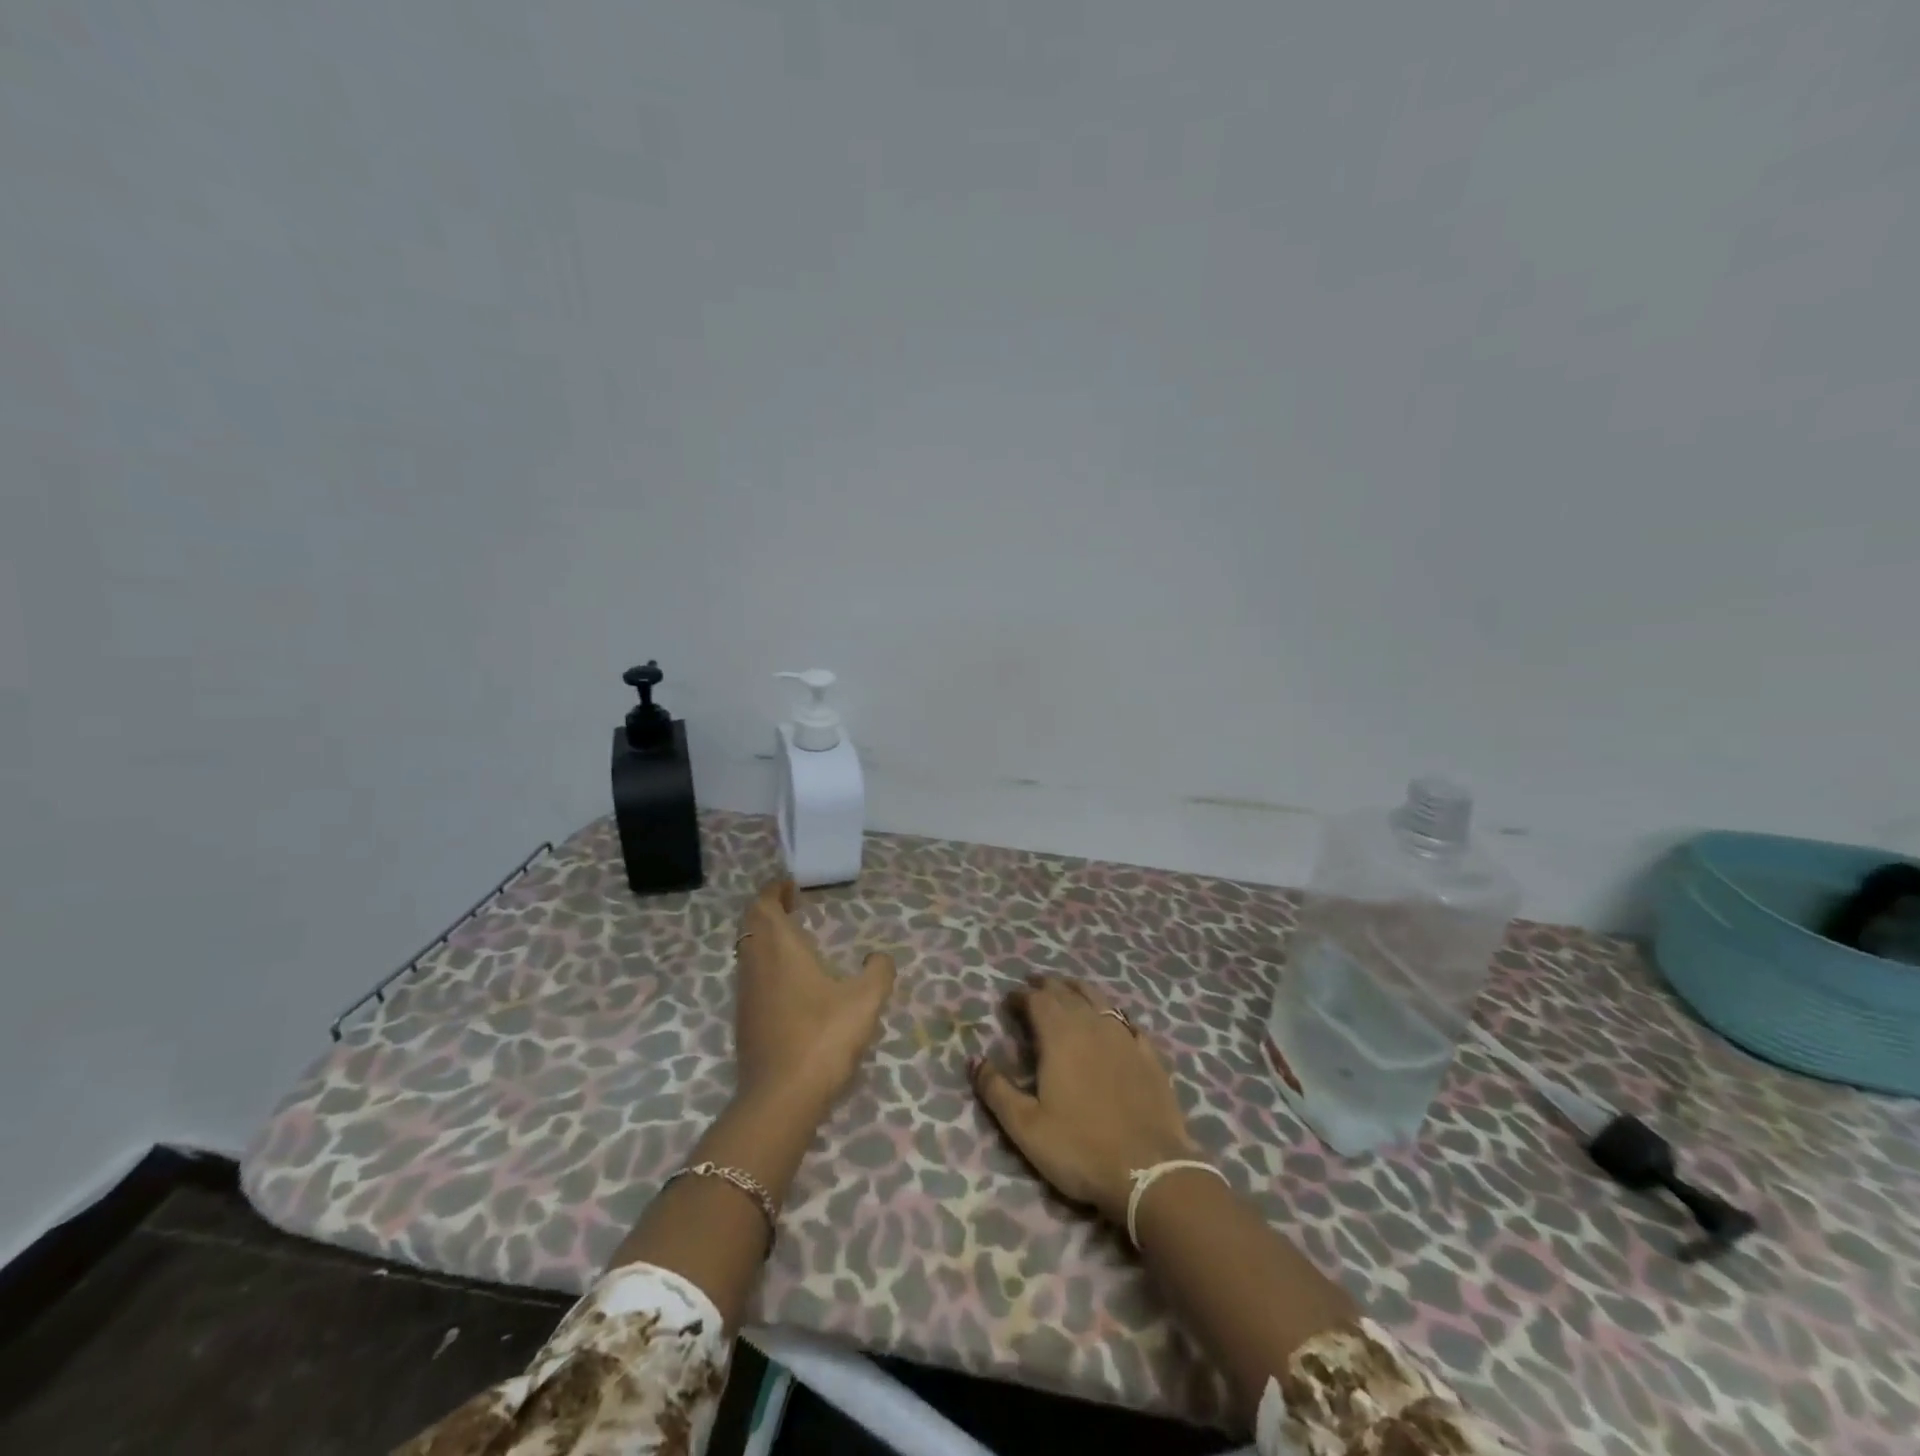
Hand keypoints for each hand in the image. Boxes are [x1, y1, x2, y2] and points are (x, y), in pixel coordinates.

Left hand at [733, 879, 895, 1112]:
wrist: (780, 1099)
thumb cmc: (823, 1037)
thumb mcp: (865, 1000)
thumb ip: (878, 972)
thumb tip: (879, 957)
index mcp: (779, 948)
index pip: (763, 905)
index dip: (774, 891)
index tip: (791, 885)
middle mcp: (755, 964)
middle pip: (751, 925)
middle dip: (769, 910)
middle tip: (792, 906)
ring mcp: (746, 995)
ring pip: (748, 952)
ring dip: (765, 938)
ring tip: (794, 939)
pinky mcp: (745, 1022)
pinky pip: (751, 977)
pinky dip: (765, 964)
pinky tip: (790, 982)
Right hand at [971, 975, 1197, 1225]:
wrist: (1150, 1172)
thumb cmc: (1080, 1148)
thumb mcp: (1026, 1127)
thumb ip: (996, 1090)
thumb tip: (973, 1059)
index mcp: (1060, 1036)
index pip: (1037, 999)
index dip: (1020, 996)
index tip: (1008, 1002)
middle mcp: (1092, 1025)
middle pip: (1067, 992)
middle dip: (1047, 986)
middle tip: (1033, 987)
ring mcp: (1125, 1037)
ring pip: (1099, 999)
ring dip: (1079, 990)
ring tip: (1067, 991)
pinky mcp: (1149, 1055)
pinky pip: (1128, 1022)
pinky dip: (1113, 1015)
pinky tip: (1113, 1022)